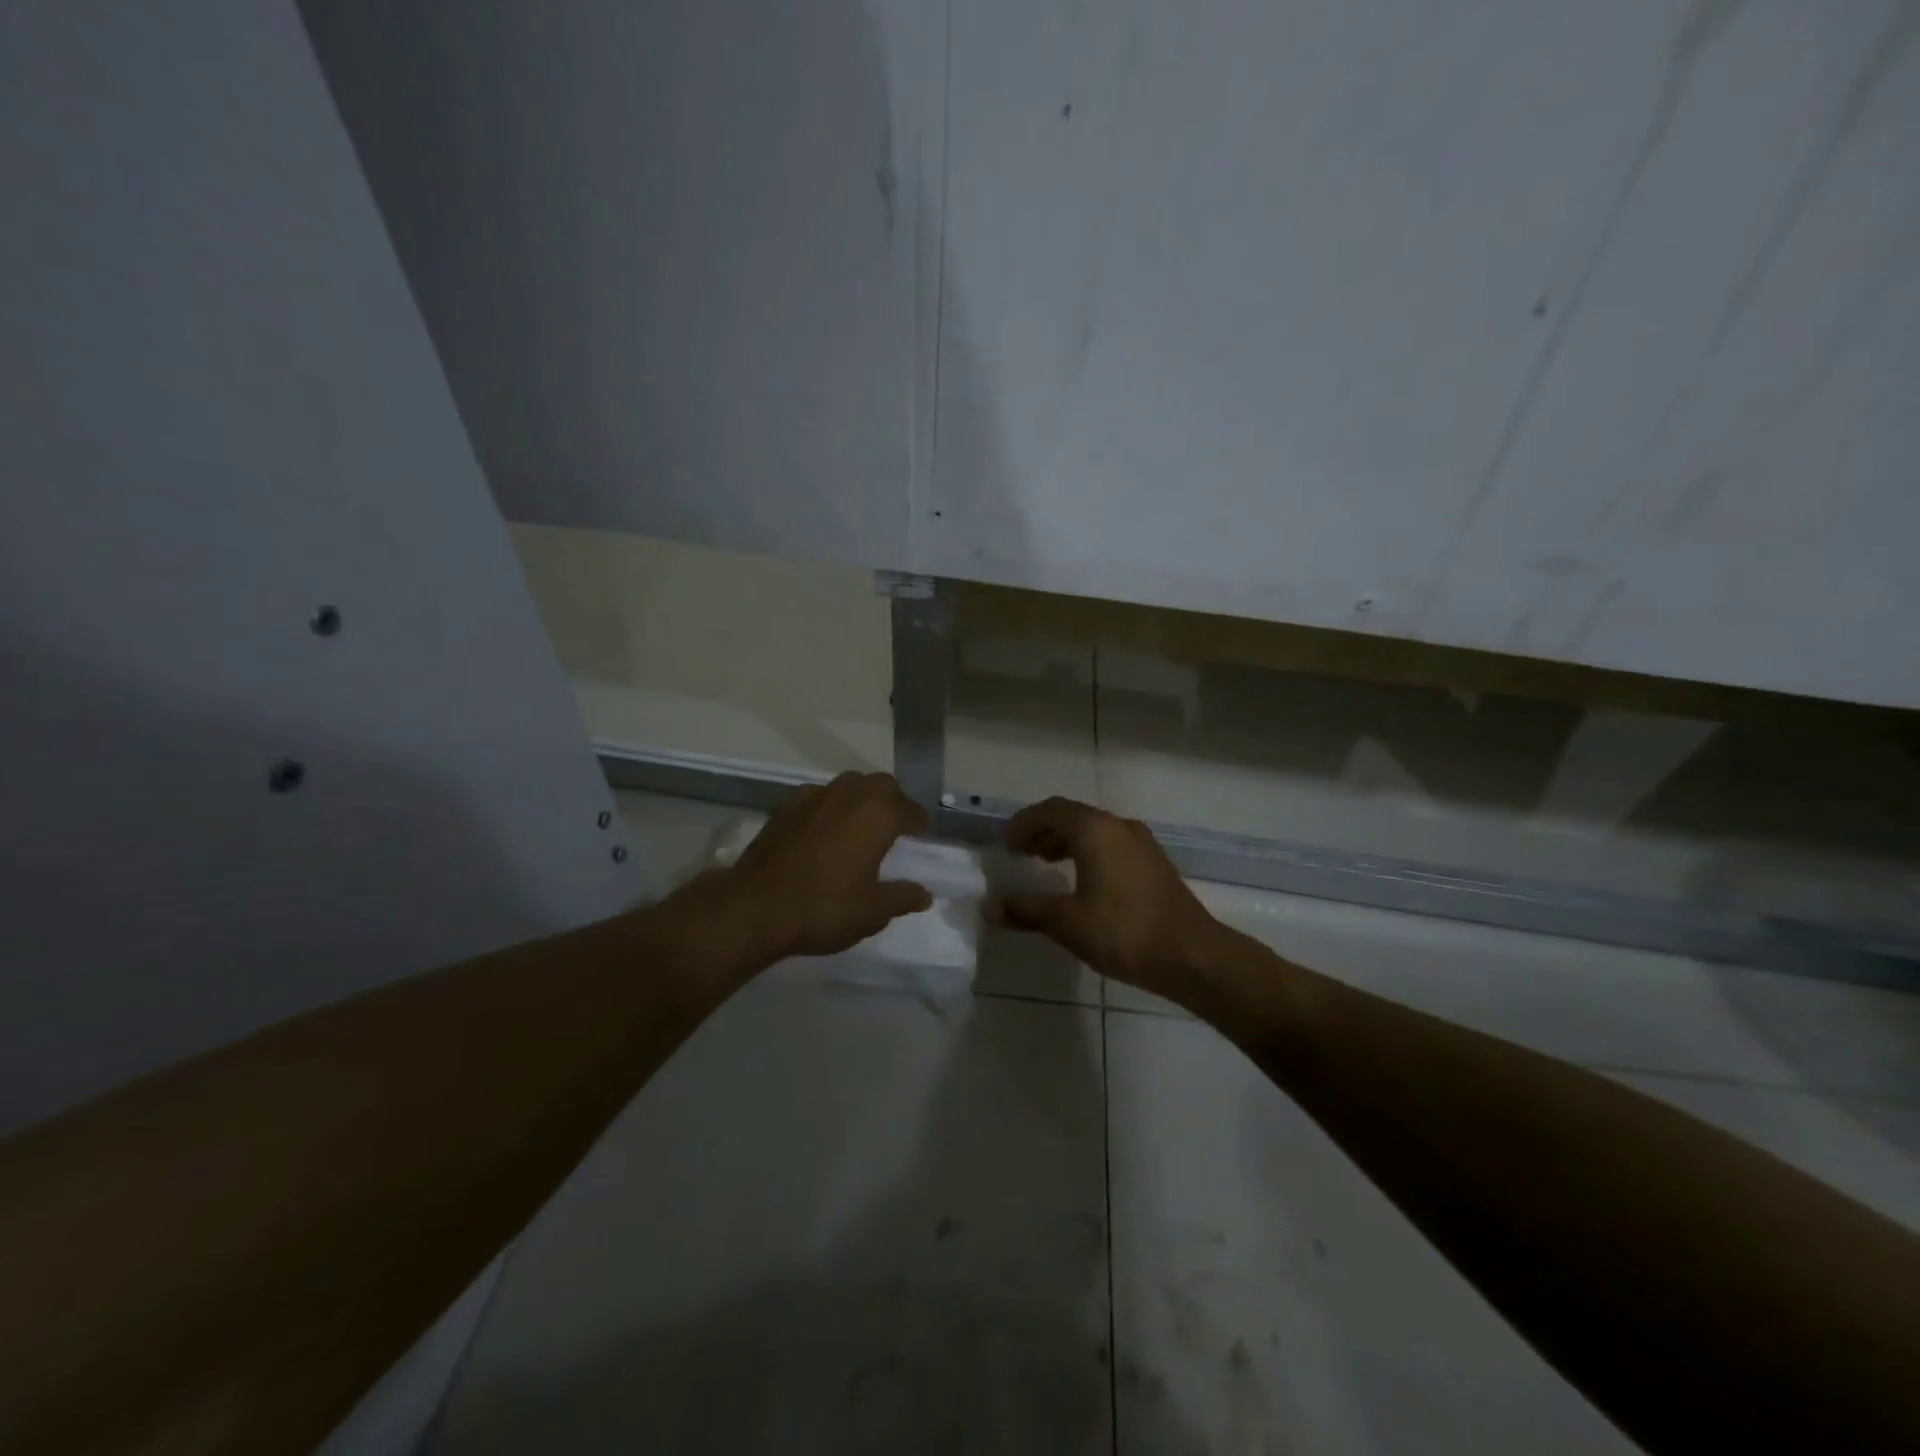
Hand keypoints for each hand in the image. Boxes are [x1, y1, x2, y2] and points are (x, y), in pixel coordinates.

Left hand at [726, 772, 932, 959]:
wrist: (756, 907)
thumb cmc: (824, 908)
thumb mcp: (872, 912)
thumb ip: (902, 898)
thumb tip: (924, 893)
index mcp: (878, 816)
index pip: (910, 809)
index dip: (919, 822)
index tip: (921, 834)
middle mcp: (850, 796)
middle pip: (881, 784)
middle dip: (893, 800)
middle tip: (894, 826)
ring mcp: (815, 796)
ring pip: (849, 783)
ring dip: (861, 797)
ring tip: (861, 823)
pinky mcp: (786, 806)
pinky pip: (819, 795)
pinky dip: (830, 804)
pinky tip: (824, 827)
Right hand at [1000, 797, 1232, 1000]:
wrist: (1191, 956)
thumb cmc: (1123, 932)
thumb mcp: (1067, 923)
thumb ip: (1027, 910)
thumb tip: (991, 906)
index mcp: (1095, 830)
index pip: (1051, 810)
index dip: (1024, 823)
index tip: (1006, 844)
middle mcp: (1119, 827)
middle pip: (1073, 816)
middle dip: (1043, 830)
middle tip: (1021, 853)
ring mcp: (1141, 843)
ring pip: (1094, 830)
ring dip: (1066, 841)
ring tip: (1045, 863)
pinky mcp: (1153, 863)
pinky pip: (1111, 844)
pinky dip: (1088, 852)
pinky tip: (1081, 881)